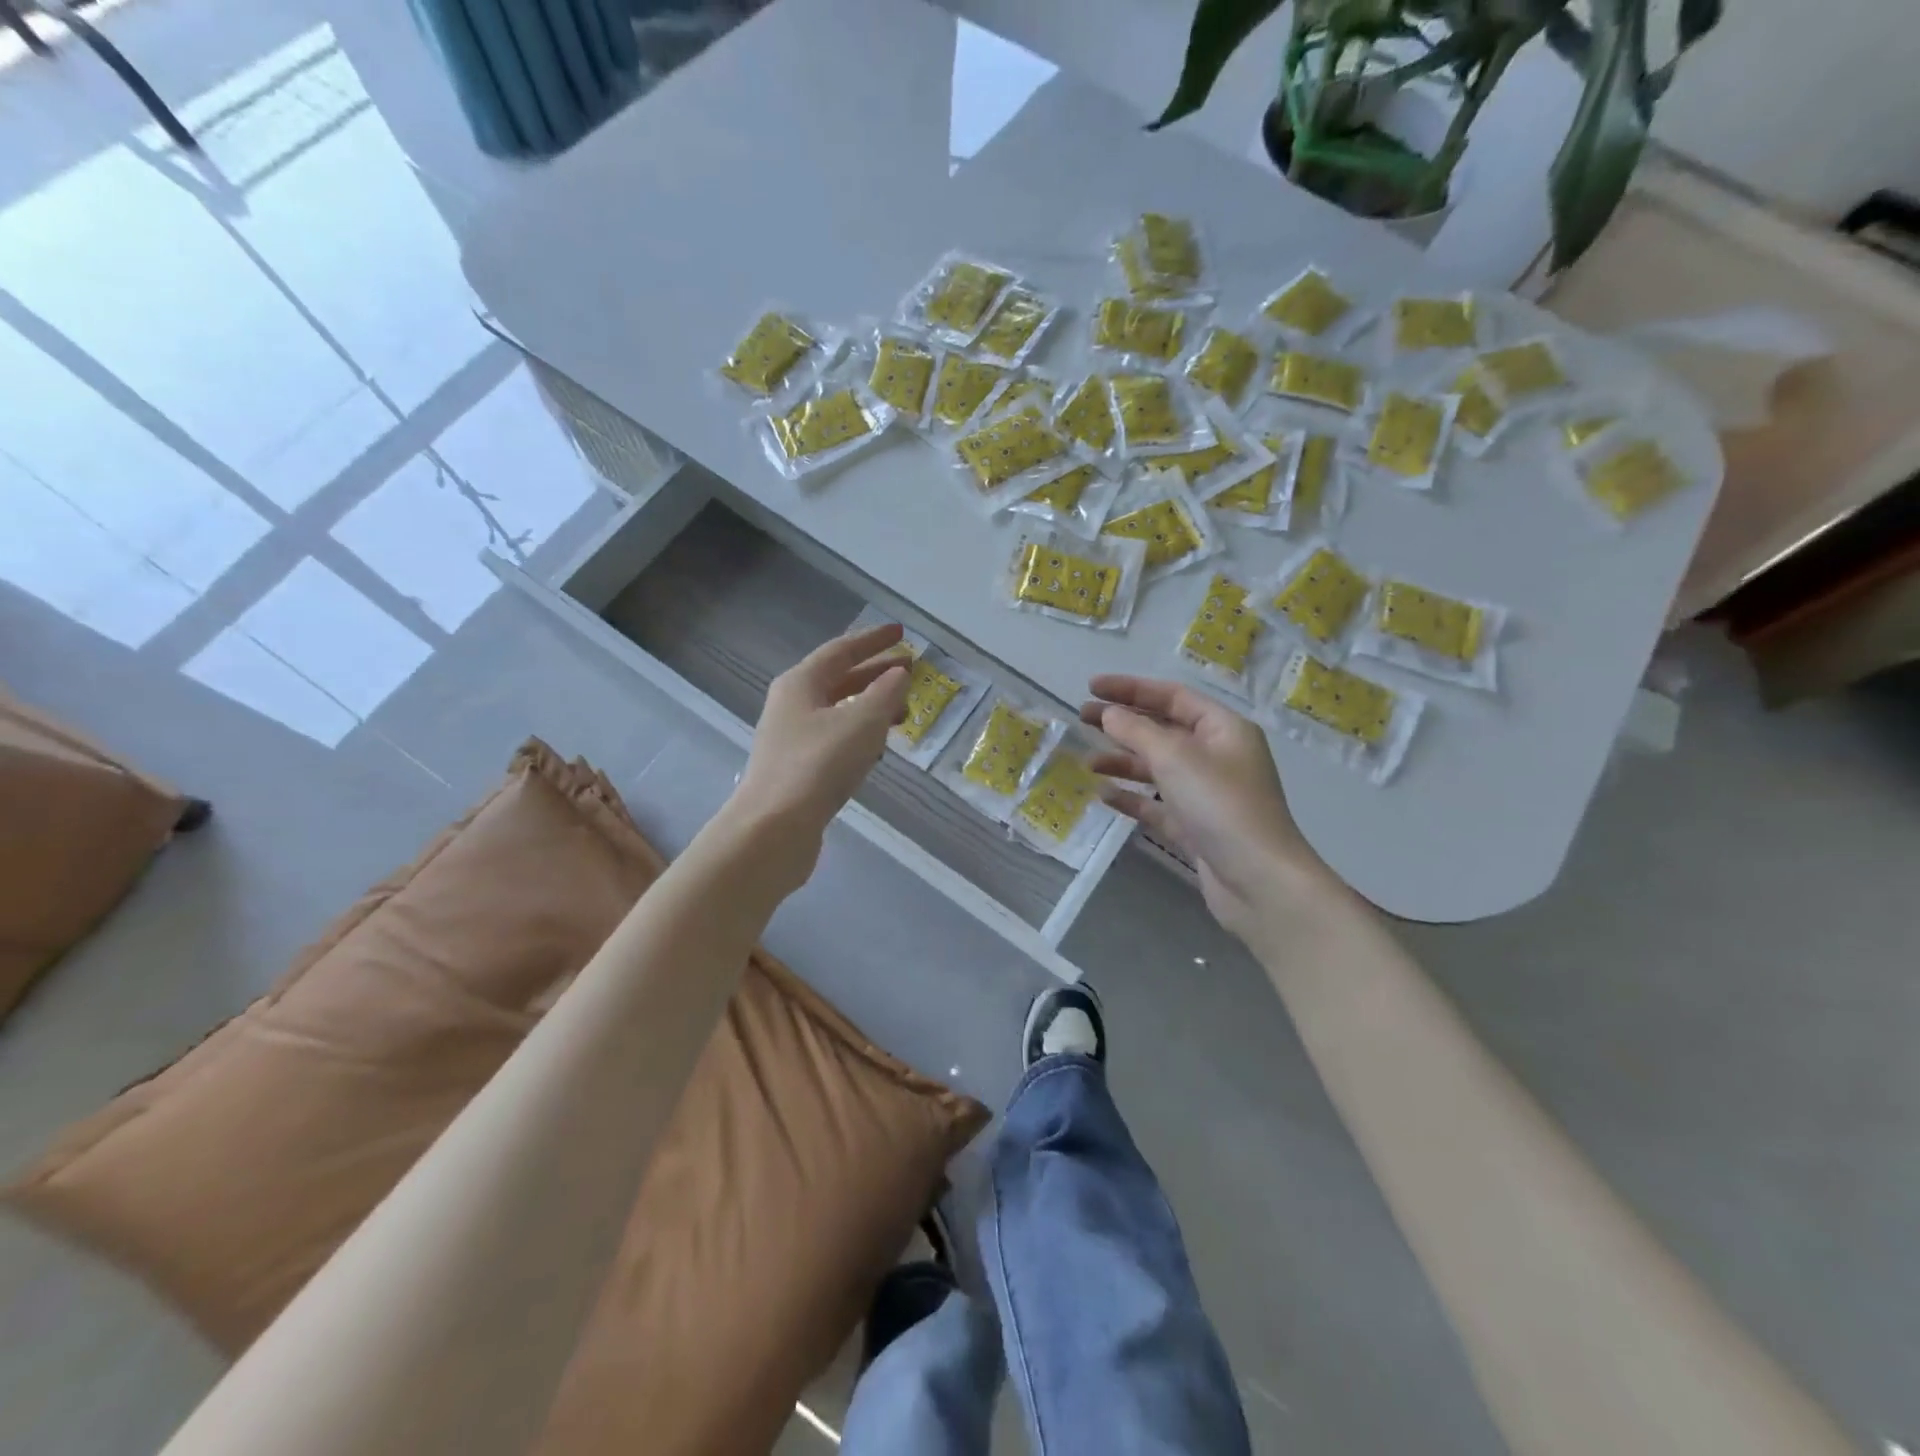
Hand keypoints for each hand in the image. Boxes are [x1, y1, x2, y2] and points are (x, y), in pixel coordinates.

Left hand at [733, 623, 910, 876]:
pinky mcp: (798, 769)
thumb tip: (899, 674)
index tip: (902, 634)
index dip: (874, 640)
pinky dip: (860, 735)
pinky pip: (836, 739)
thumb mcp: (861, 723)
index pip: (842, 650)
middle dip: (876, 674)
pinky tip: (878, 749)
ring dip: (871, 707)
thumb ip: (885, 693)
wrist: (773, 829)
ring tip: (903, 712)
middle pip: (839, 679)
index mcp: (800, 683)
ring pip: (838, 711)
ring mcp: (792, 739)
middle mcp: (792, 705)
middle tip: (910, 672)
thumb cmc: (818, 765)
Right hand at [1082, 675, 1338, 944]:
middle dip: (1123, 723)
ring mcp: (1207, 794)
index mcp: (1223, 729)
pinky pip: (1158, 804)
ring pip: (1158, 768)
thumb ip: (1137, 731)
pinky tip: (1105, 795)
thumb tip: (1108, 714)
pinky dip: (1133, 798)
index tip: (1092, 687)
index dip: (1131, 689)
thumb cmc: (1221, 805)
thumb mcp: (1175, 758)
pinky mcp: (1196, 828)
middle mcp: (1217, 756)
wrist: (1259, 881)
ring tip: (1087, 762)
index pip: (1173, 697)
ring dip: (1123, 761)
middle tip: (1082, 718)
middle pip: (1163, 730)